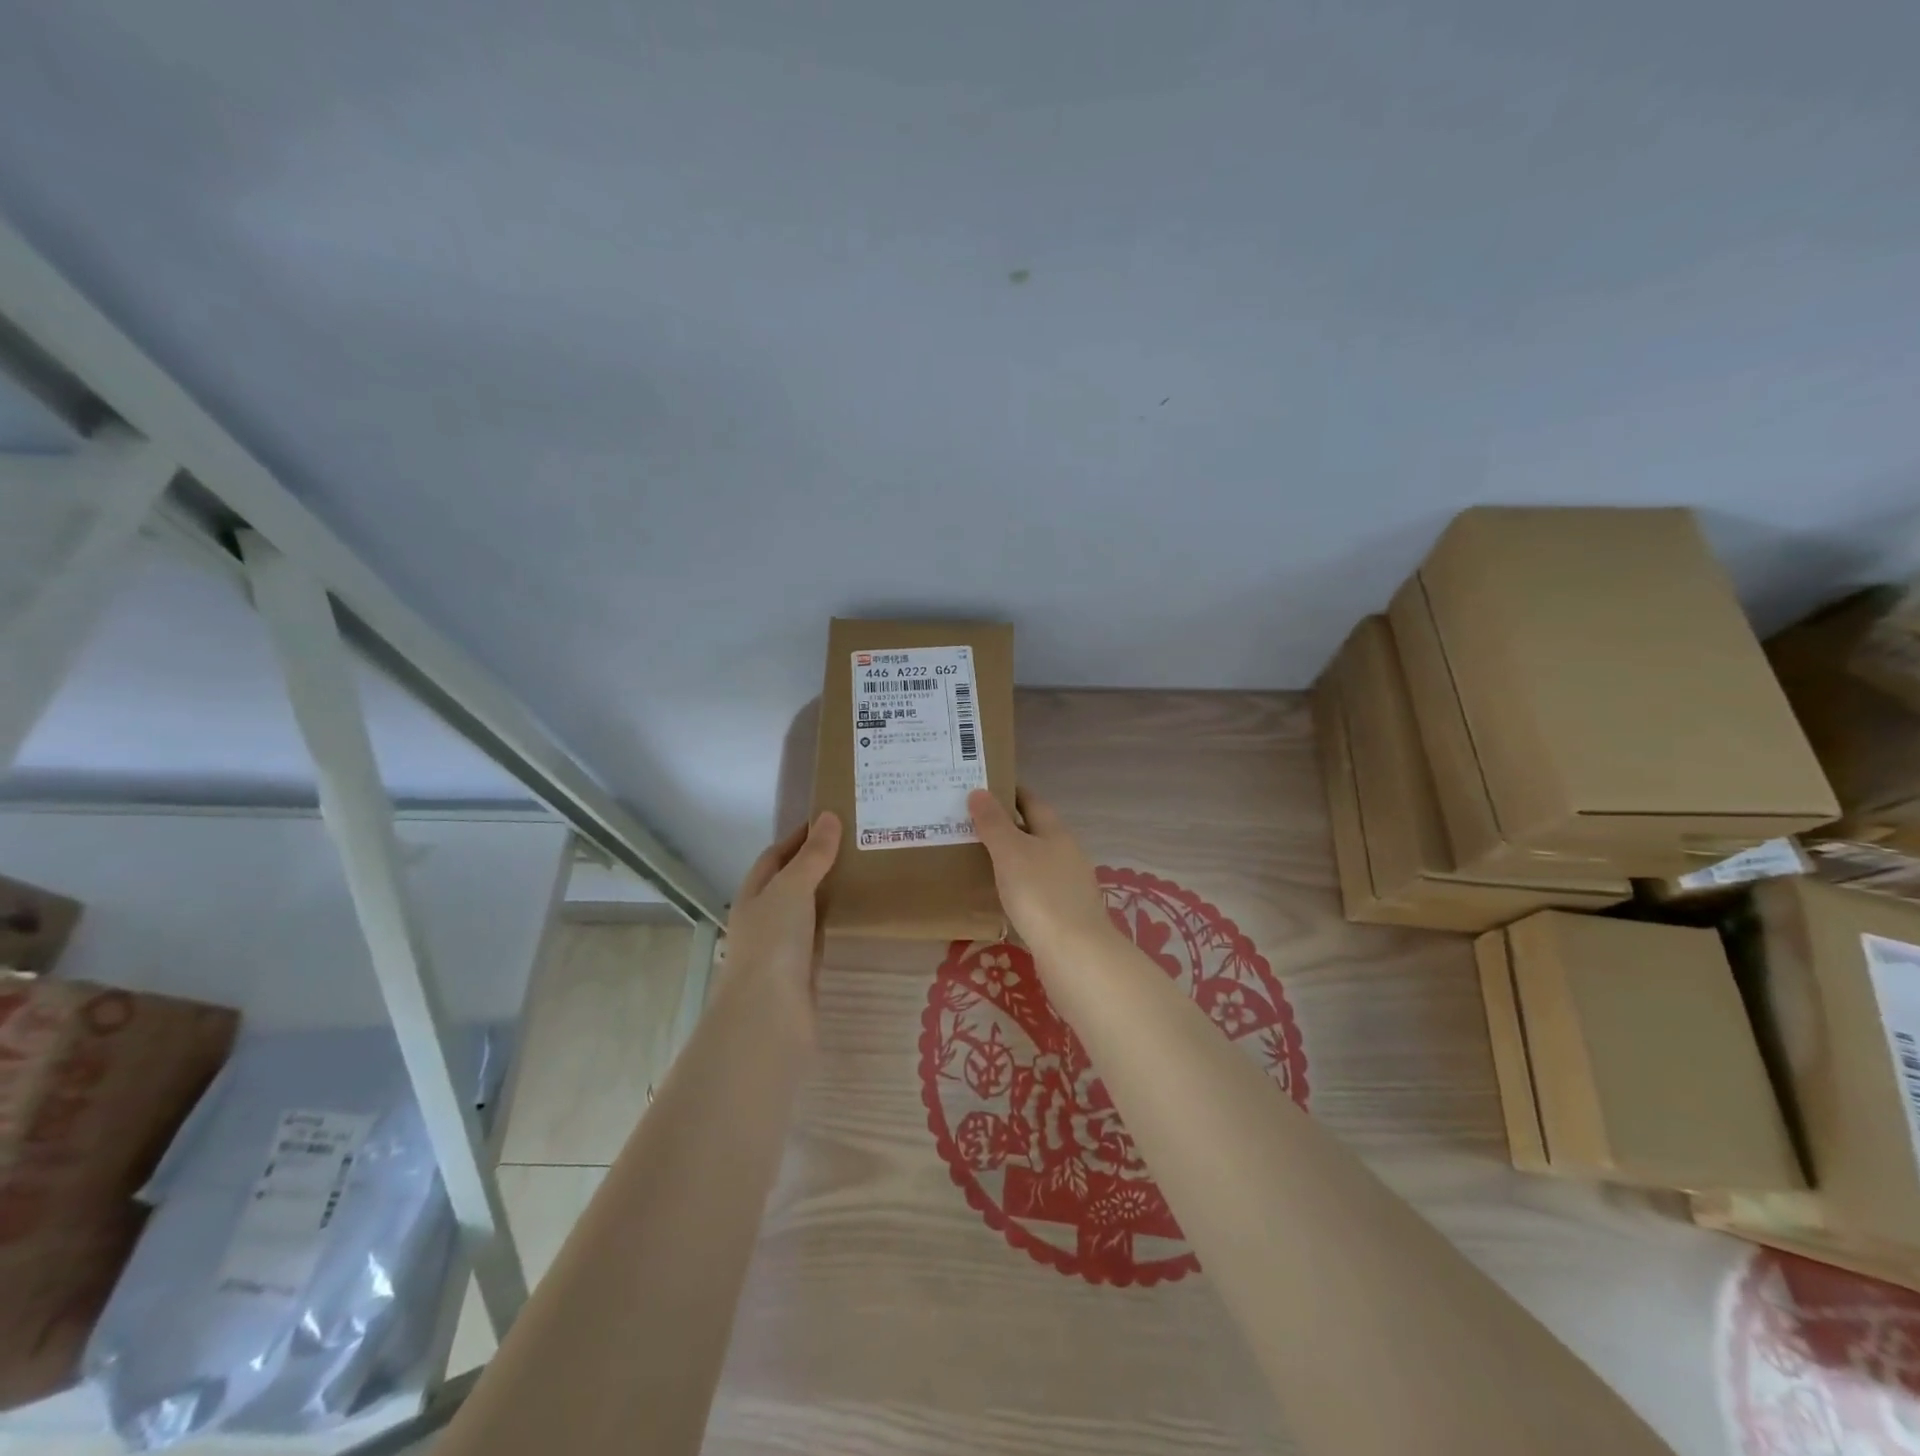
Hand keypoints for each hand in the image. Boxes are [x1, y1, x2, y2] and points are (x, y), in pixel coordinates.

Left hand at [721, 812, 841, 1018]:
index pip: (775, 856)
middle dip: (817, 863)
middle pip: (791, 882)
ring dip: (829, 893)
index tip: (831, 820)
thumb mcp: (792, 888)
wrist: (769, 1014)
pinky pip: (821, 936)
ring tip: (864, 872)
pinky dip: (836, 922)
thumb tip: (828, 816)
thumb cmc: (773, 942)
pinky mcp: (804, 971)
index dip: (799, 837)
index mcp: (754, 894)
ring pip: (808, 910)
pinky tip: (858, 914)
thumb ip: (812, 855)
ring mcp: (783, 947)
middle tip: (857, 844)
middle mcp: (765, 918)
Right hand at [968, 788, 1117, 965]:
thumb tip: (979, 791)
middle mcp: (1066, 853)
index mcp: (1056, 832)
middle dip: (1005, 825)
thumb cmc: (1040, 894)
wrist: (1075, 954)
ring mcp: (1068, 885)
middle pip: (1034, 831)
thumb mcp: (1011, 852)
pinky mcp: (1064, 913)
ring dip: (1010, 857)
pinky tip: (998, 894)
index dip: (1008, 792)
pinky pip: (1035, 888)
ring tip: (976, 857)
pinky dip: (1016, 885)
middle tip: (969, 823)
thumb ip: (994, 823)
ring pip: (1034, 861)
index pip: (1031, 801)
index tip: (981, 788)